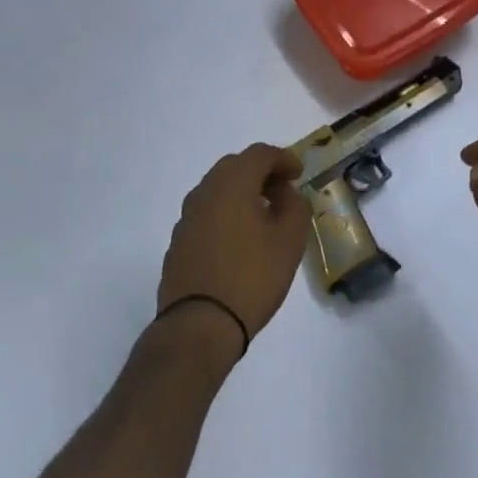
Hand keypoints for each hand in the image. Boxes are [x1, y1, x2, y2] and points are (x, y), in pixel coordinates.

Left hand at [157, 143, 309, 359]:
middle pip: (234, 167)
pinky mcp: (178, 242)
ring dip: (241, 193)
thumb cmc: (252, 277)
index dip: (283, 159)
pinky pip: (206, 214)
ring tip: (263, 216)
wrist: (200, 324)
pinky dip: (226, 214)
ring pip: (217, 190)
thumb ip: (295, 207)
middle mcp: (204, 193)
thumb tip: (285, 194)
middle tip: (282, 191)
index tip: (298, 173)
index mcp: (232, 185)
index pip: (259, 154)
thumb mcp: (290, 241)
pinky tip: (240, 240)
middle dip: (260, 172)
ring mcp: (186, 218)